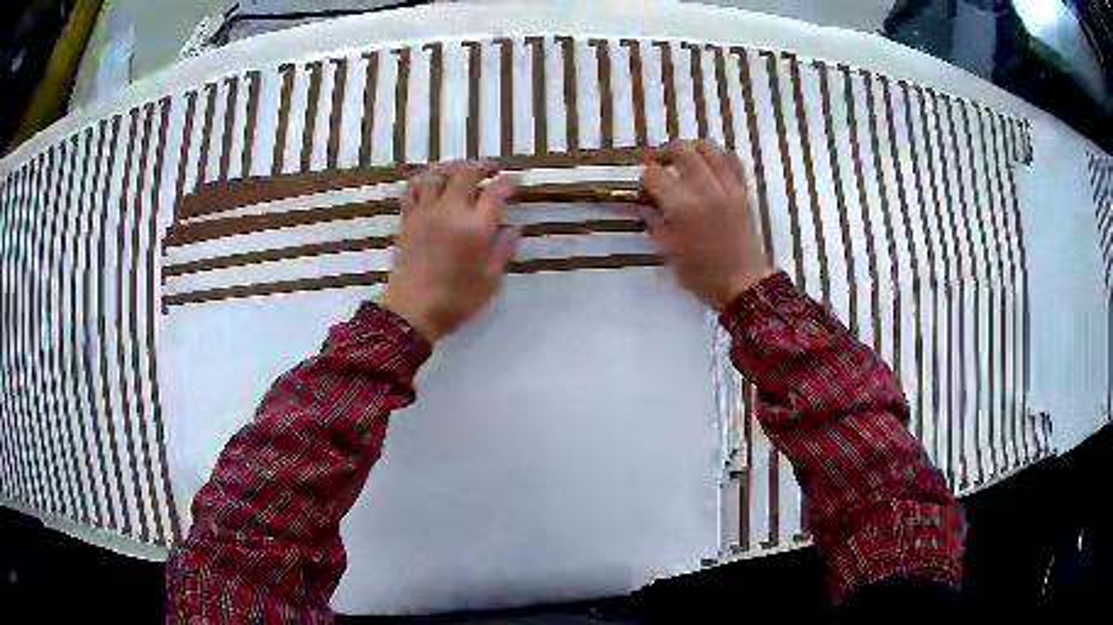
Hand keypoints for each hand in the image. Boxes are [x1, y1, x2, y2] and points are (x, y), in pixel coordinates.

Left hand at [379, 162, 517, 342]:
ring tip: (460, 170)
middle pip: (465, 175)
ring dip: (452, 168)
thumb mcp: (490, 280)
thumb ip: (503, 251)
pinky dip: (423, 181)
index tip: (513, 180)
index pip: (494, 194)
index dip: (506, 184)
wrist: (412, 309)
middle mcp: (450, 212)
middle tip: (491, 169)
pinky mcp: (408, 219)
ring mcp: (425, 213)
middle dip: (481, 167)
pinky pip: (413, 190)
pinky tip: (429, 183)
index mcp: (475, 227)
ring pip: (436, 176)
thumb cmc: (456, 299)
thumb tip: (513, 229)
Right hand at [640, 140, 772, 310]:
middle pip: (681, 150)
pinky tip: (709, 164)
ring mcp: (728, 188)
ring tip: (682, 161)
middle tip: (657, 164)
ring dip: (690, 149)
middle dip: (663, 153)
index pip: (655, 175)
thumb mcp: (668, 252)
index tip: (642, 184)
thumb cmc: (702, 275)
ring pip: (707, 148)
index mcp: (684, 208)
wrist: (743, 285)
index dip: (644, 176)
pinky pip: (731, 160)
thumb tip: (645, 205)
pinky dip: (718, 155)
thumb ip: (654, 223)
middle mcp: (706, 190)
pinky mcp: (743, 191)